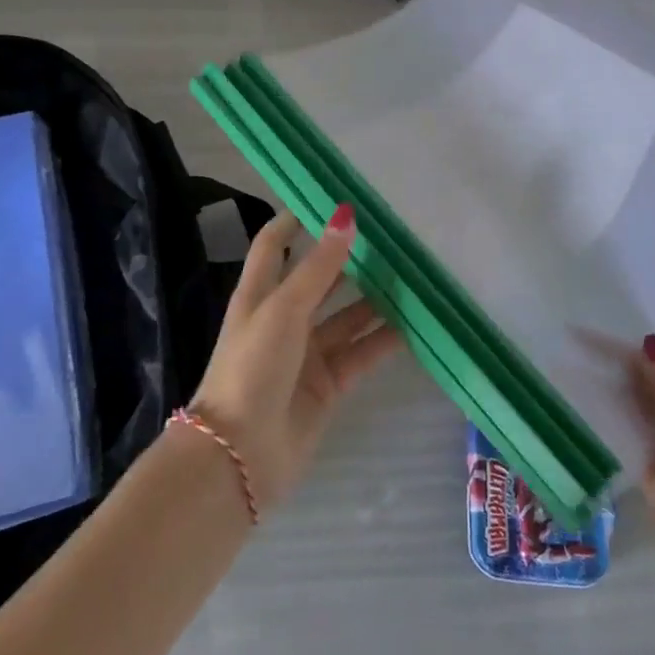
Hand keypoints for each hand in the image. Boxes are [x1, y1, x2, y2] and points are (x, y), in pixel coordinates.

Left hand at [187, 206, 402, 512]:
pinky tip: (415, 325)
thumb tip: (344, 215)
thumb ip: (318, 266)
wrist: (239, 456)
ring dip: (375, 300)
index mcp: (260, 294)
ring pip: (347, 317)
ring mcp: (306, 353)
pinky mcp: (328, 385)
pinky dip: (384, 340)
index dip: (295, 220)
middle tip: (391, 238)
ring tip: (413, 277)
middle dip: (350, 261)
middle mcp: (283, 319)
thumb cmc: (253, 367)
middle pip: (319, 280)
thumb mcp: (283, 309)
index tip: (329, 198)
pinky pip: (361, 353)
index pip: (274, 244)